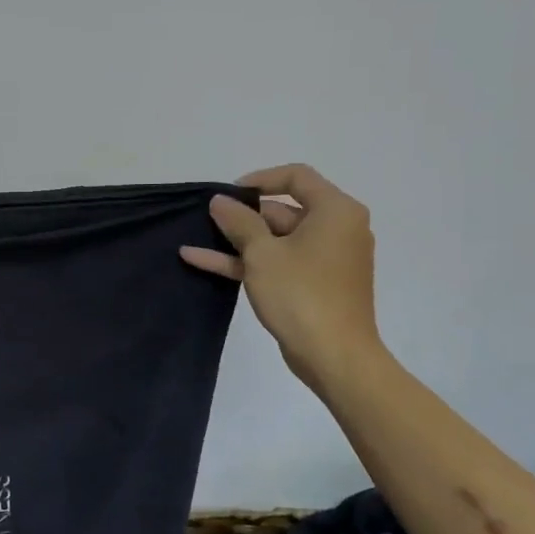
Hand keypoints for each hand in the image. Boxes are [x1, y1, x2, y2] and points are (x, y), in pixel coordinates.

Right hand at [180, 164, 383, 390]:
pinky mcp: (314, 283)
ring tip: (196, 239)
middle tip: (207, 220)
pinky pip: (279, 262)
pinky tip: (202, 261)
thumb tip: (220, 201)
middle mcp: (337, 229)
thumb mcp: (262, 254)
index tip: (228, 194)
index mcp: (335, 211)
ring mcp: (325, 258)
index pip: (297, 177)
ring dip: (238, 241)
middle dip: (243, 216)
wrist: (334, 356)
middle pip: (284, 210)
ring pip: (277, 239)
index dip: (259, 180)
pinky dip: (247, 261)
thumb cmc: (301, 295)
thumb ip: (239, 222)